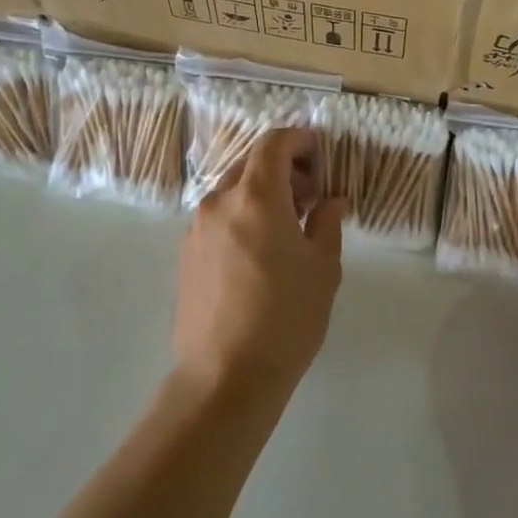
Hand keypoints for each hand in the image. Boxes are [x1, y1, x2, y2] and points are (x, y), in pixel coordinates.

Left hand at [173, 128, 345, 408]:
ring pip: (234, 191)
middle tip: (312, 195)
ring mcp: (197, 229)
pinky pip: (219, 218)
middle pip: (251, 163)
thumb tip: (331, 202)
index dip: (299, 139)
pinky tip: (261, 252)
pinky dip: (243, 216)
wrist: (224, 379)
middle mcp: (219, 202)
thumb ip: (327, 223)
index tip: (321, 154)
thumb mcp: (323, 267)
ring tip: (290, 227)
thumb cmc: (285, 317)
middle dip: (284, 168)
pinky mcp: (186, 255)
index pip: (273, 142)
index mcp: (255, 196)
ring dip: (263, 193)